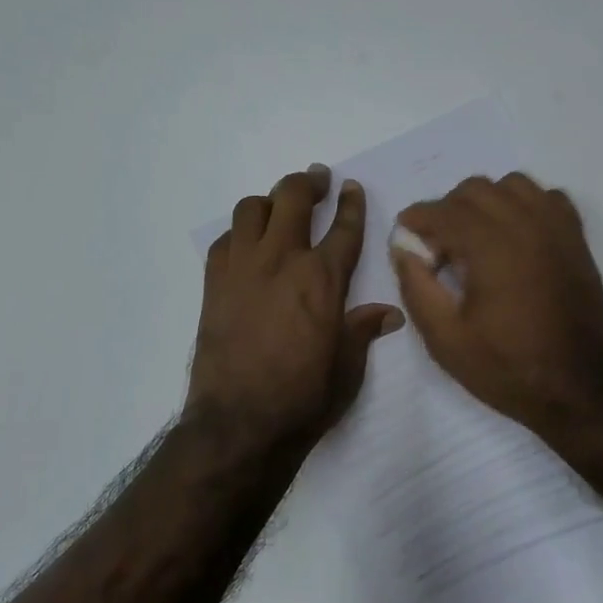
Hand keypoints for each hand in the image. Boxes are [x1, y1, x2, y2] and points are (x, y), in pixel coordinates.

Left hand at [185, 165, 403, 457]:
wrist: (240, 422)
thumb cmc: (303, 398)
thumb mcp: (347, 367)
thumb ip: (363, 331)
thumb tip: (389, 314)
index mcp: (323, 279)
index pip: (343, 228)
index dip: (351, 204)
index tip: (351, 187)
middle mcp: (282, 261)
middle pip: (294, 198)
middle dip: (309, 183)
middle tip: (317, 180)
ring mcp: (243, 268)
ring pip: (252, 209)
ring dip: (269, 202)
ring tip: (279, 209)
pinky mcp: (213, 284)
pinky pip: (224, 240)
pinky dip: (238, 234)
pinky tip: (246, 246)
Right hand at [392, 174, 602, 441]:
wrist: (579, 390)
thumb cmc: (506, 368)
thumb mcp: (445, 339)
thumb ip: (417, 287)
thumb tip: (403, 249)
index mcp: (490, 247)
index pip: (442, 211)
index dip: (416, 219)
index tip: (406, 238)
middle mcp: (525, 225)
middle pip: (474, 190)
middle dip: (447, 210)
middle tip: (439, 250)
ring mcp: (557, 229)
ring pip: (512, 185)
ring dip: (486, 202)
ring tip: (477, 239)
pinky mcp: (577, 240)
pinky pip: (547, 198)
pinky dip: (525, 205)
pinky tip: (515, 237)